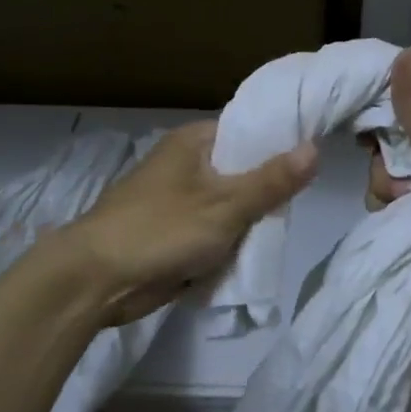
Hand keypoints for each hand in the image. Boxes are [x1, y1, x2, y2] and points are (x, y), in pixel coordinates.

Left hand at [59, 121, 318, 327]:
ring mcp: (177, 201)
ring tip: (278, 232)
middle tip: (296, 207)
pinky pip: (212, 232)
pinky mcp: (172, 233)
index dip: (280, 143)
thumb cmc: (161, 230)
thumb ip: (271, 181)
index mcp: (194, 142)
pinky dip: (227, 244)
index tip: (314, 160)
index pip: (248, 131)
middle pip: (241, 171)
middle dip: (265, 193)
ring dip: (247, 223)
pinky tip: (250, 254)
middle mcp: (185, 164)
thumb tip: (314, 147)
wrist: (96, 280)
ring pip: (229, 206)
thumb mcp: (226, 205)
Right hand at [367, 47, 410, 327]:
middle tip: (403, 193)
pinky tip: (407, 233)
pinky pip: (406, 217)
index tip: (367, 146)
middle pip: (397, 156)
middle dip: (389, 176)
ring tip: (410, 219)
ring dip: (394, 203)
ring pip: (396, 189)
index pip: (408, 116)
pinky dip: (403, 224)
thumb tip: (405, 49)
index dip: (385, 129)